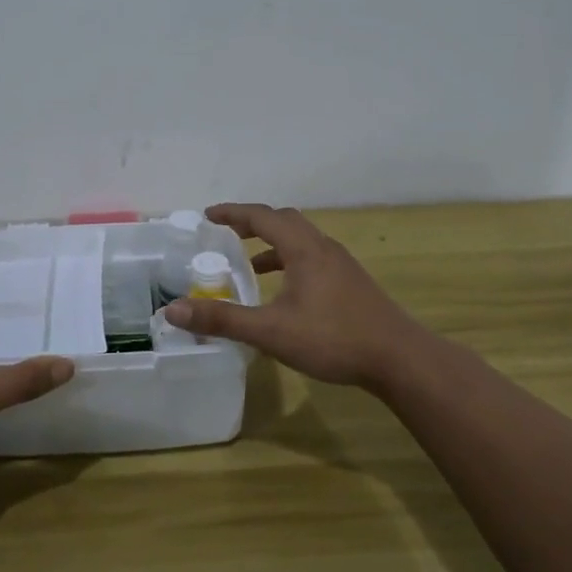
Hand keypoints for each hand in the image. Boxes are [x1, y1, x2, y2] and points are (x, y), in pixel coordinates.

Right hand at [163, 203, 428, 389]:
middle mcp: (323, 247)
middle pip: (284, 221)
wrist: (398, 358)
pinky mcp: (351, 282)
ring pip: (301, 240)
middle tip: (226, 233)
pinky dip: (290, 262)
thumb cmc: (333, 338)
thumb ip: (223, 319)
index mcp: (303, 248)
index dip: (233, 213)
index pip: (262, 216)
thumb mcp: (270, 331)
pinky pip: (312, 258)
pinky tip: (284, 292)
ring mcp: (341, 264)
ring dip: (273, 244)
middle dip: (252, 223)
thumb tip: (173, 309)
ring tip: (249, 263)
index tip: (207, 215)